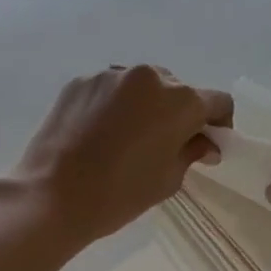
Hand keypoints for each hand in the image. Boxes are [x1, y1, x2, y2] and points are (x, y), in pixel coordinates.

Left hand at [9, 66, 232, 245]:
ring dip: (145, 105)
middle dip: (179, 112)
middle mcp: (149, 77)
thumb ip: (192, 153)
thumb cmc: (119, 194)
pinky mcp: (80, 81)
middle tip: (167, 143)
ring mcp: (111, 75)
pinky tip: (100, 133)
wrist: (52, 194)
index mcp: (180, 101)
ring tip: (129, 137)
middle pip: (177, 89)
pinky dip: (114, 105)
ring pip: (141, 85)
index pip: (217, 101)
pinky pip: (110, 89)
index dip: (219, 122)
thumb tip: (206, 144)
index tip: (208, 143)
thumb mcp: (167, 179)